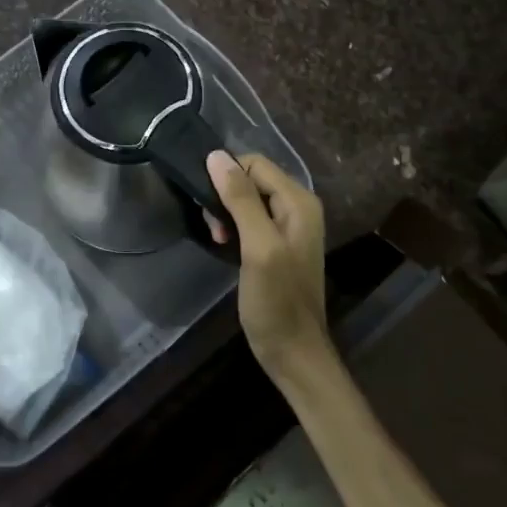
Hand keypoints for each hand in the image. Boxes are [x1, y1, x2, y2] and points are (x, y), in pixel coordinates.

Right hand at [206, 151, 329, 385]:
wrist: (292, 351)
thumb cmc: (276, 300)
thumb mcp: (258, 247)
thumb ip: (241, 200)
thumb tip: (216, 156)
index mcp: (299, 201)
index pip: (255, 163)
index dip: (226, 176)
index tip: (207, 204)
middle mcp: (298, 207)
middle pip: (251, 178)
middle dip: (224, 195)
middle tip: (213, 228)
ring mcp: (288, 226)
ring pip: (246, 198)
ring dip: (225, 212)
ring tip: (217, 239)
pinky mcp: (276, 243)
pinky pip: (249, 218)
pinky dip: (233, 225)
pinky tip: (224, 244)